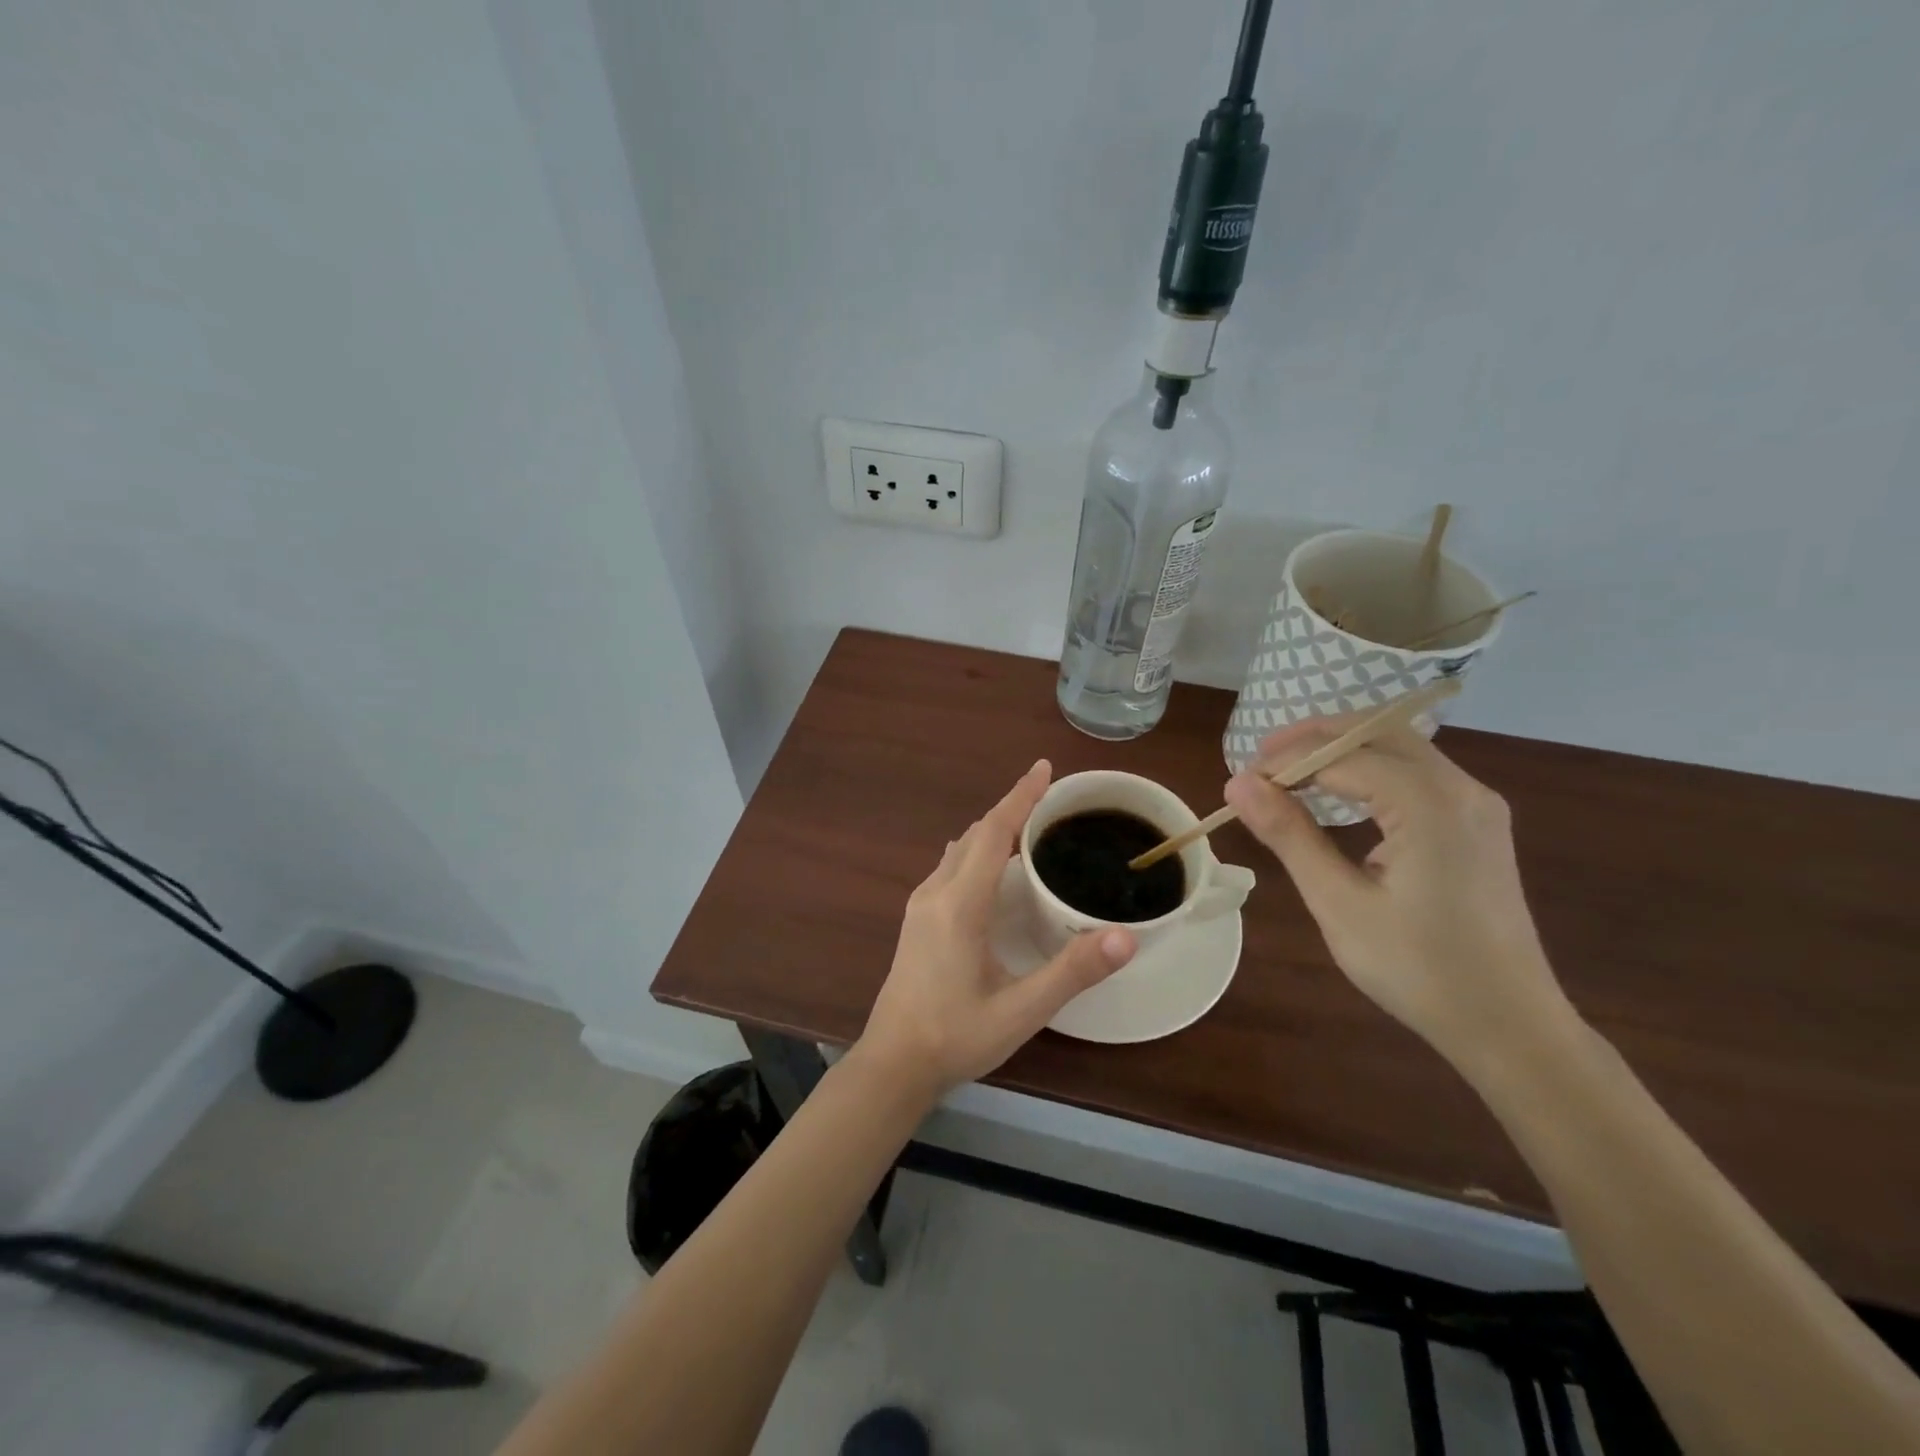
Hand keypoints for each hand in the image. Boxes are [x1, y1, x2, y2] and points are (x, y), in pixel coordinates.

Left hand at [857, 760, 1136, 1100]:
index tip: (1043, 767)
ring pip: (959, 850)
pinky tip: (994, 870)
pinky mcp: (918, 921)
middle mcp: (936, 893)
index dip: (1019, 797)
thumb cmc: (956, 1036)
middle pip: (975, 835)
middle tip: (1049, 799)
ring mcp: (921, 906)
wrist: (893, 1063)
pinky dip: (977, 852)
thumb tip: (1126, 937)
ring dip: (992, 831)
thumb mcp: (1021, 1010)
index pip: (993, 833)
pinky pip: (951, 867)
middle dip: (1011, 810)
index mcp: (959, 904)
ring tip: (1028, 827)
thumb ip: (1072, 972)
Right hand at [1224, 720, 1571, 1071]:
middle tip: (1260, 764)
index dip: (1285, 762)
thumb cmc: (1418, 969)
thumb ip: (1289, 835)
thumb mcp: (1338, 903)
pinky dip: (1369, 769)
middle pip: (1376, 731)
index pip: (1342, 755)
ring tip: (1289, 776)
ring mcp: (1476, 804)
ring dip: (1341, 751)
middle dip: (1313, 738)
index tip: (1239, 784)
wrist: (1510, 1026)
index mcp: (1429, 805)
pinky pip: (1416, 772)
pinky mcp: (1478, 822)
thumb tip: (1238, 784)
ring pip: (1399, 746)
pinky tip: (1340, 796)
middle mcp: (1461, 789)